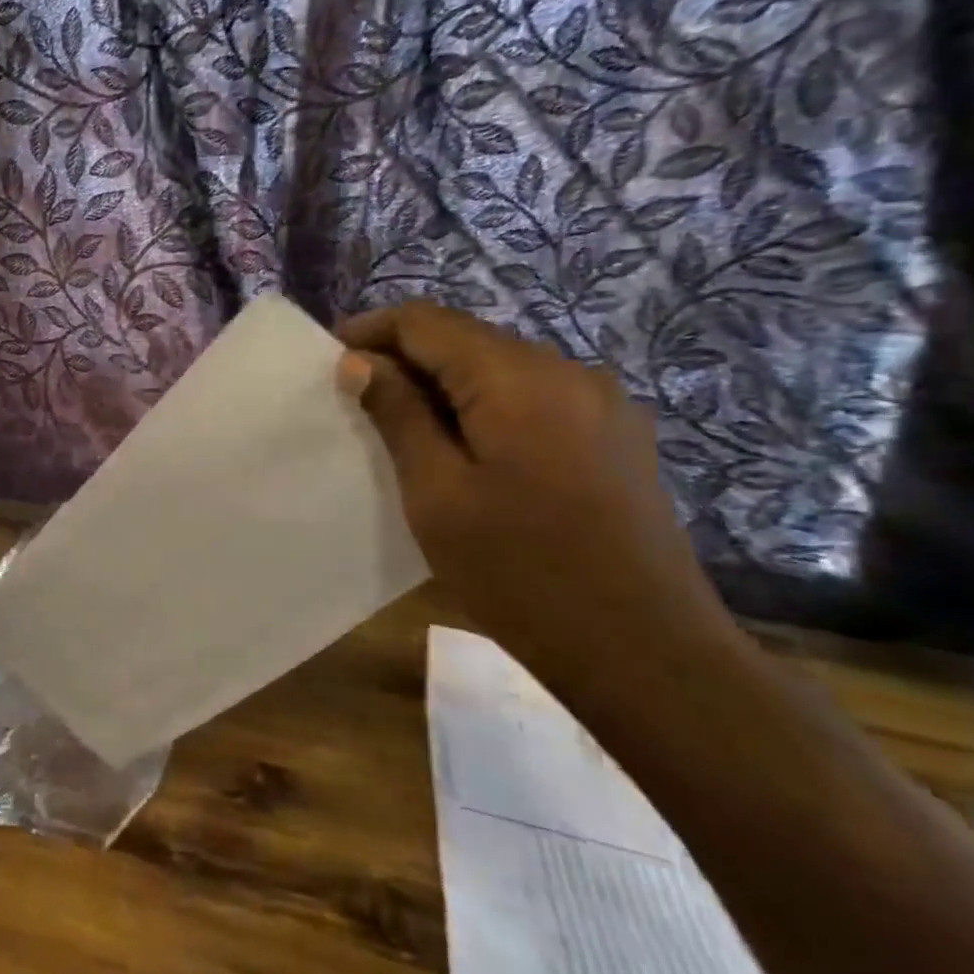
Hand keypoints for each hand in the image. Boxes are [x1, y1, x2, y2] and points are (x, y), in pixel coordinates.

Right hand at [338, 302, 728, 670]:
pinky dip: (484, 406)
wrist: (644, 651)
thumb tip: (359, 362)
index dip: (371, 331)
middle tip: (356, 400)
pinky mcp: (614, 436)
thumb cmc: (520, 572)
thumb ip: (398, 415)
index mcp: (519, 379)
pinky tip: (463, 449)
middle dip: (405, 358)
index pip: (427, 322)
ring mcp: (600, 403)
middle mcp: (567, 371)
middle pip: (466, 339)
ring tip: (401, 427)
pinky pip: (532, 397)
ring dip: (443, 385)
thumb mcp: (437, 493)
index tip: (328, 361)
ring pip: (499, 368)